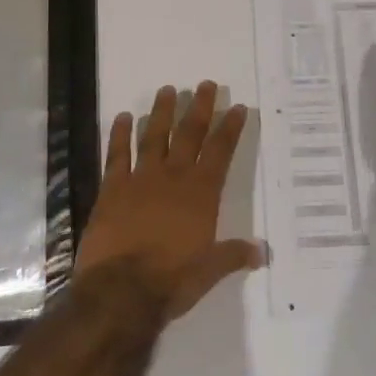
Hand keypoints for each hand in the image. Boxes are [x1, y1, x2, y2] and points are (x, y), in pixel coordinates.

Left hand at [75, 82, 265, 322]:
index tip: (237, 106)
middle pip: (190, 135)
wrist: (121, 291)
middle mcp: (173, 178)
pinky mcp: (112, 188)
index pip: (220, 152)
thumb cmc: (172, 281)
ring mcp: (141, 179)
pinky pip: (117, 154)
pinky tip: (122, 116)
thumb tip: (263, 252)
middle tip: (206, 84)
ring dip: (161, 112)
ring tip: (168, 89)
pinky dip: (119, 134)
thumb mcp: (209, 271)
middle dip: (200, 108)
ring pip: (154, 136)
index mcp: (200, 194)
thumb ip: (234, 255)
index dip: (230, 128)